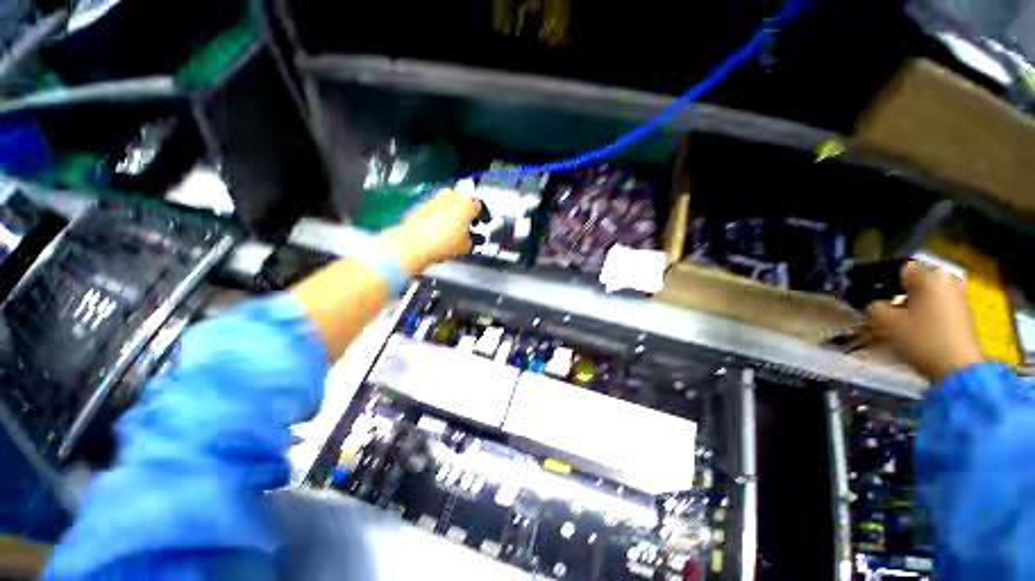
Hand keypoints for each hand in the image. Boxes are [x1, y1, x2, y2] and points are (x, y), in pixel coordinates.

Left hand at [379, 189, 480, 273]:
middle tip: (467, 219)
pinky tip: (438, 228)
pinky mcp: (421, 207)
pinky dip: (438, 214)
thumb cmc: (441, 244)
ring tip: (452, 225)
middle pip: (461, 196)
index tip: (481, 221)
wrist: (413, 245)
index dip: (481, 214)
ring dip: (451, 209)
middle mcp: (449, 198)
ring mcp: (434, 201)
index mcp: (464, 206)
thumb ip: (471, 240)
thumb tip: (469, 239)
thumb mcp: (465, 246)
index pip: (478, 204)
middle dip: (465, 206)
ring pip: (446, 200)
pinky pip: (434, 207)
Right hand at [866, 262, 983, 382]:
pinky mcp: (963, 316)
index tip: (860, 286)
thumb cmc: (921, 339)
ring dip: (907, 303)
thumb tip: (869, 302)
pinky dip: (921, 312)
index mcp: (929, 277)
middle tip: (875, 303)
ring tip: (890, 317)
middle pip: (913, 282)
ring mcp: (959, 299)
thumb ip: (873, 307)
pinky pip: (935, 306)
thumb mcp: (886, 322)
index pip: (897, 268)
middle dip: (894, 291)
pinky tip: (910, 326)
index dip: (877, 277)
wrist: (959, 369)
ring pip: (925, 295)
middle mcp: (947, 281)